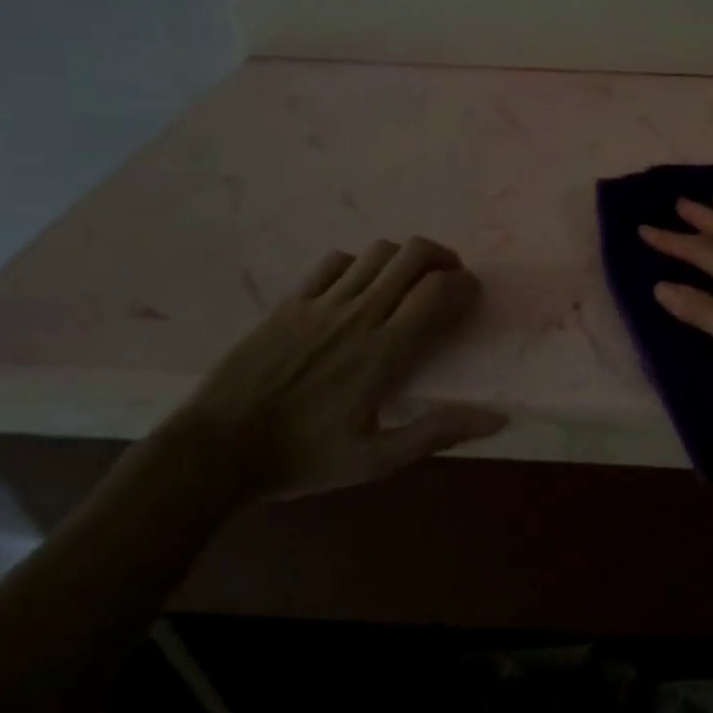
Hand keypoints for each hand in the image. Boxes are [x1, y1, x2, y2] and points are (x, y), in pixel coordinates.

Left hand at [170, 236, 504, 499]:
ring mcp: (322, 303)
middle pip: (413, 255)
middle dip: (443, 257)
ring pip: (379, 252)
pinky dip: (360, 263)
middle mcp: (359, 315)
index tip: (472, 296)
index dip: (465, 284)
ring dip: (405, 258)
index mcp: (384, 351)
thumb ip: (436, 433)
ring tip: (411, 280)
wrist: (215, 452)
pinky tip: (360, 286)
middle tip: (449, 279)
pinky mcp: (291, 302)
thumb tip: (497, 419)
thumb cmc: (302, 459)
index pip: (438, 291)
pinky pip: (335, 261)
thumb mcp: (375, 460)